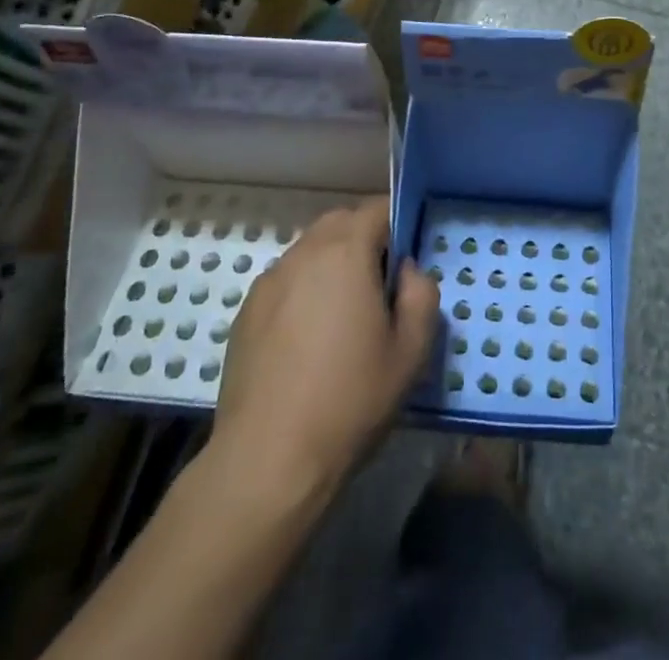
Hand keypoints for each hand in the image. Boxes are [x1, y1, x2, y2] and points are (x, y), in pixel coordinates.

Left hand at [214, 197, 439, 493]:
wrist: (269, 460)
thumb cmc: (351, 399)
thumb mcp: (412, 351)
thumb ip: (422, 294)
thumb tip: (407, 270)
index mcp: (345, 252)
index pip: (375, 208)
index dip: (397, 221)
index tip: (408, 254)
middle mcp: (303, 254)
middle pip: (339, 222)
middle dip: (364, 237)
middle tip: (381, 283)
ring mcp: (269, 282)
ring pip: (309, 250)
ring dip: (332, 263)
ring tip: (344, 313)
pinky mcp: (246, 312)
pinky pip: (285, 281)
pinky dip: (304, 290)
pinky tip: (309, 338)